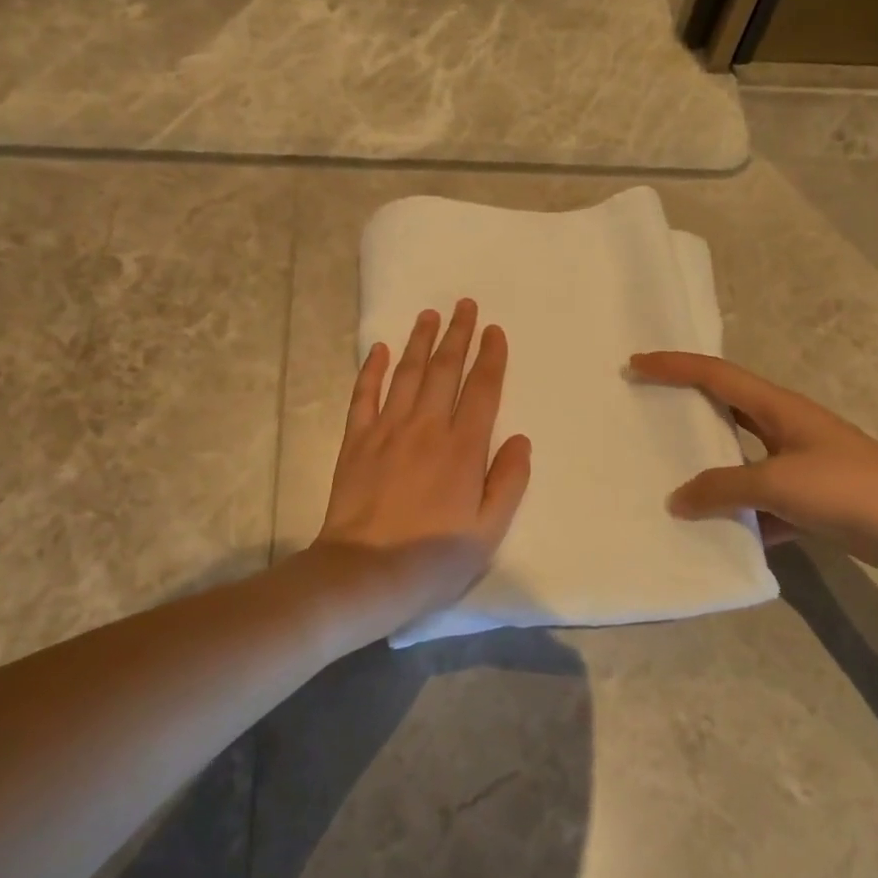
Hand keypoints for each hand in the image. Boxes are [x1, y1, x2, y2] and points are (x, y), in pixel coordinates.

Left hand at [315, 300, 531, 626]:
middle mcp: (426, 428)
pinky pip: (364, 395)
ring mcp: (387, 430)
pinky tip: (378, 349)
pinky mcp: (356, 441)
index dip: (491, 357)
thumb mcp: (488, 531)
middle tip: (464, 304)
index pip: (482, 390)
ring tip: (429, 315)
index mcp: (463, 449)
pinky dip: (371, 369)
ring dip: (419, 341)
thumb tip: (521, 440)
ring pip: (406, 374)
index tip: (495, 331)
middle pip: (444, 370)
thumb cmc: (433, 558)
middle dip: (457, 335)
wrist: (365, 573)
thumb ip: (508, 482)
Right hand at [629, 352, 877, 576]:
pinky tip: (715, 536)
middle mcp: (783, 430)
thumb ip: (724, 488)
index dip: (674, 366)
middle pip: (725, 412)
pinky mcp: (810, 501)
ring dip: (708, 473)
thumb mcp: (779, 482)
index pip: (715, 375)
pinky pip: (760, 504)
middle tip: (643, 415)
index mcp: (777, 409)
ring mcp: (798, 466)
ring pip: (739, 463)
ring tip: (665, 481)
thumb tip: (678, 500)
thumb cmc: (851, 488)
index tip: (635, 364)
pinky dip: (739, 517)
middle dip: (685, 411)